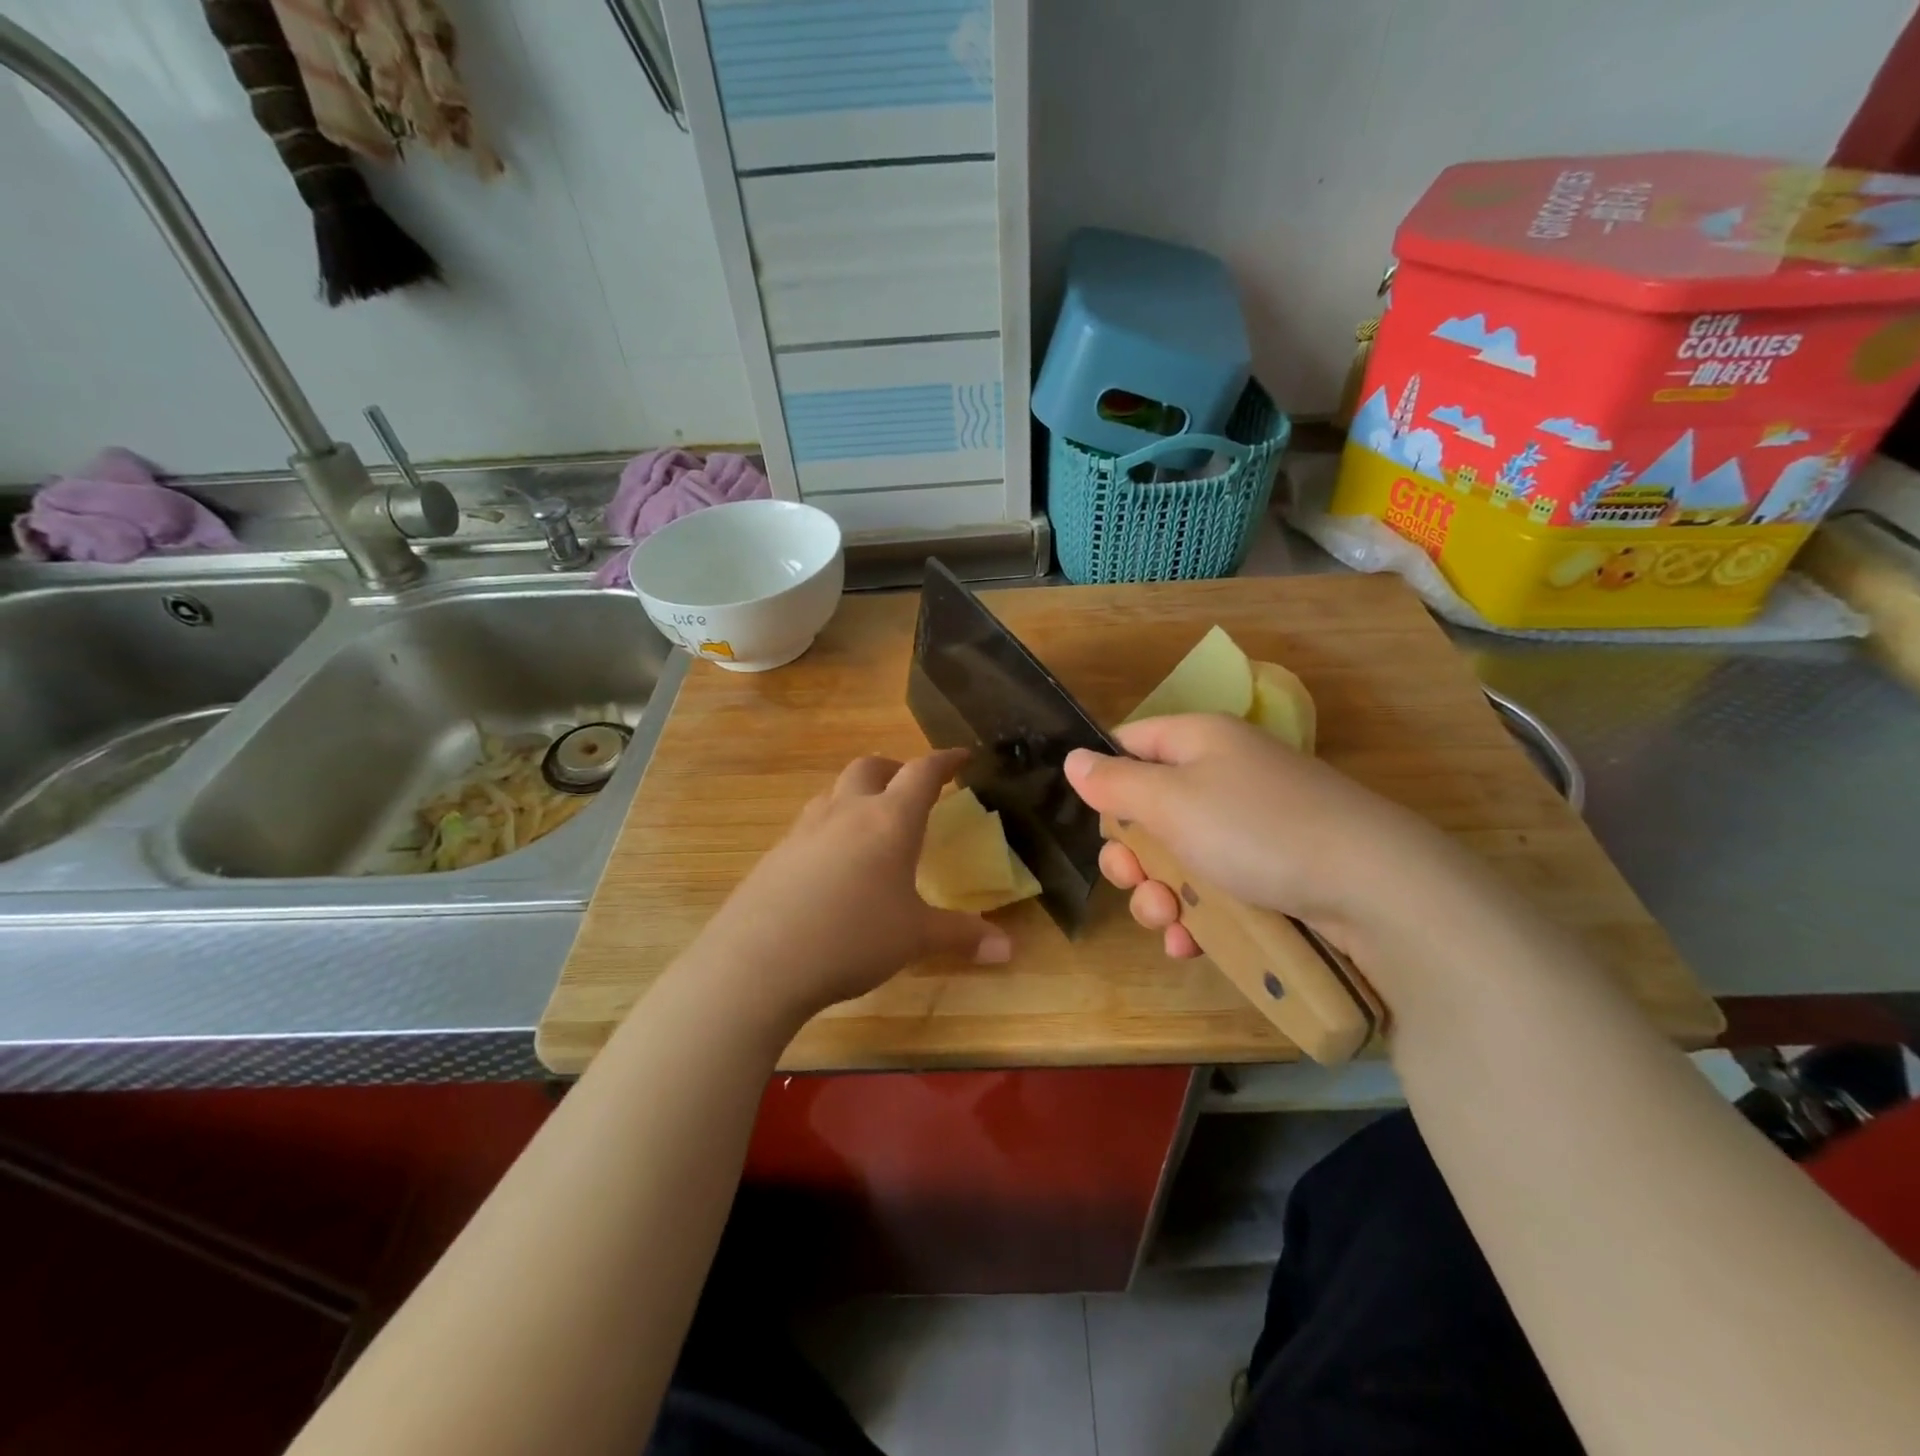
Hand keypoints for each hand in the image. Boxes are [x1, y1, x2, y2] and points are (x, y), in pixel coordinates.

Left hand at [684, 749, 1011, 1029]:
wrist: (759, 960)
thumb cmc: (853, 937)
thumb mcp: (915, 938)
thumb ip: (962, 936)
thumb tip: (1009, 949)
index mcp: (889, 820)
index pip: (922, 773)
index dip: (945, 761)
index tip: (962, 756)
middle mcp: (846, 812)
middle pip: (870, 767)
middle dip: (895, 769)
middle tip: (910, 788)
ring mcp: (804, 829)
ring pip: (834, 792)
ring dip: (857, 794)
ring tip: (870, 821)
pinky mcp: (776, 854)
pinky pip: (809, 825)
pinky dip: (829, 827)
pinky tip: (831, 864)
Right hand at [1064, 714, 1463, 960]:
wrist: (1372, 887)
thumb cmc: (1256, 829)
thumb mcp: (1171, 801)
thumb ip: (1115, 783)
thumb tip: (1073, 760)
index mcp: (1199, 742)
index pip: (1131, 744)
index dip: (1106, 780)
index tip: (1099, 822)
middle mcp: (1222, 776)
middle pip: (1150, 809)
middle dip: (1132, 854)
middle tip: (1132, 880)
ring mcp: (1249, 828)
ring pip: (1178, 858)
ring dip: (1158, 894)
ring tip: (1165, 922)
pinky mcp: (1271, 873)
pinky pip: (1214, 890)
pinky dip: (1195, 917)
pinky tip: (1189, 944)